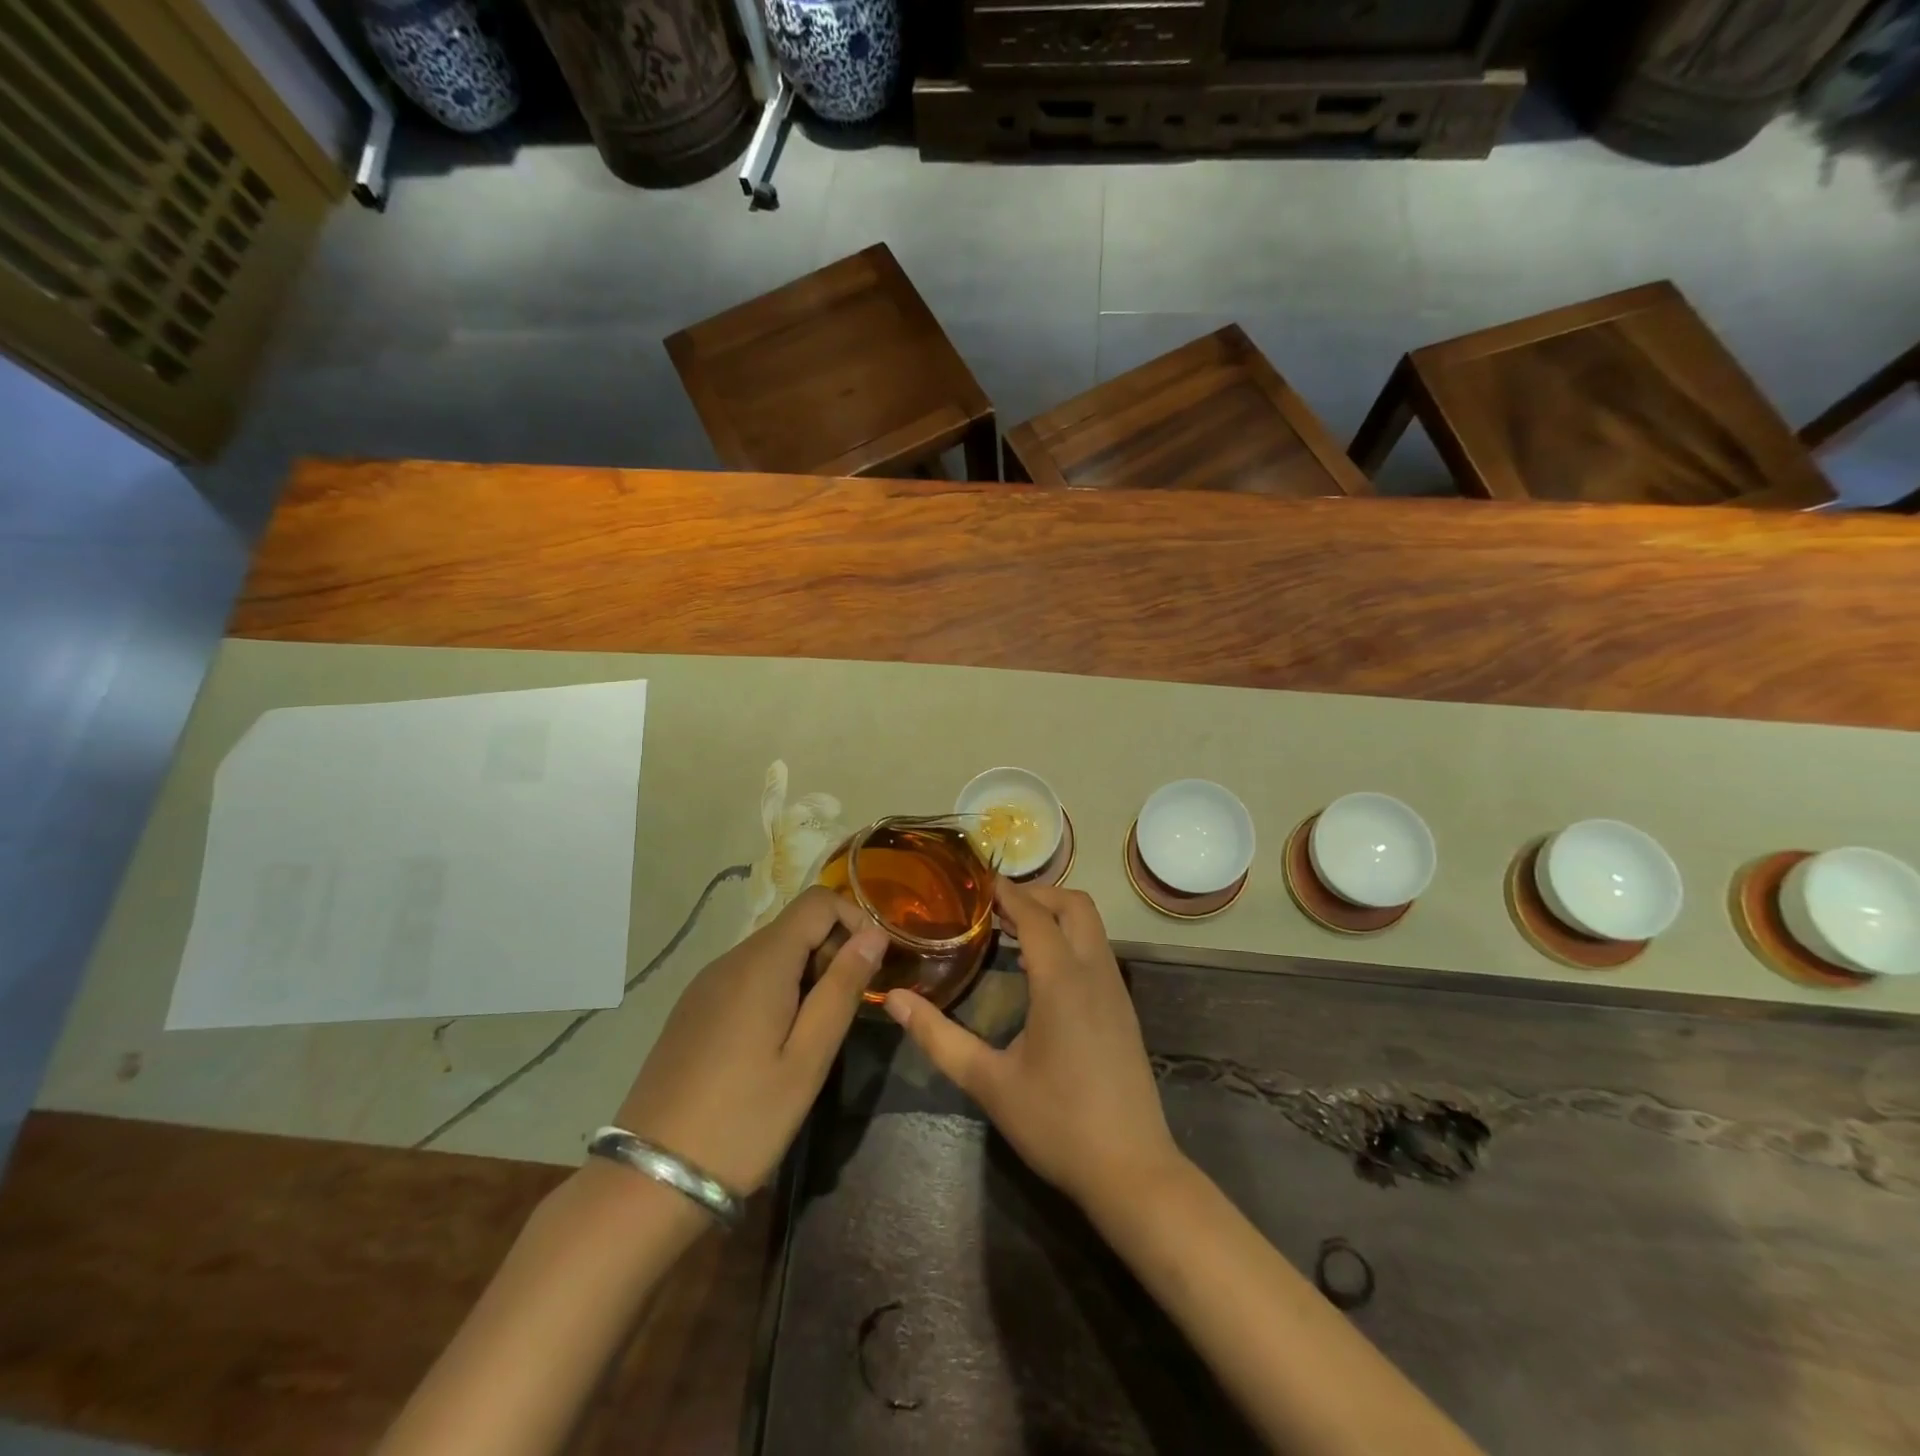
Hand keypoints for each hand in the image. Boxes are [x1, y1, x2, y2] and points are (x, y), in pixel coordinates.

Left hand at [614, 886, 887, 1194]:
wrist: (651, 1179)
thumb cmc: (744, 1119)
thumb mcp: (808, 1058)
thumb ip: (842, 988)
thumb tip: (874, 934)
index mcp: (761, 963)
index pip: (818, 901)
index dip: (855, 919)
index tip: (872, 967)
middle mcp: (730, 959)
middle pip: (795, 925)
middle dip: (833, 952)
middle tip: (845, 1011)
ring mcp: (705, 984)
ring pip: (772, 952)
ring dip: (806, 974)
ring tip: (814, 1034)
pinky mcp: (693, 1009)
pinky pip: (747, 977)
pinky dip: (776, 989)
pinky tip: (775, 1044)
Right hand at [883, 879, 1184, 1212]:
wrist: (1133, 1172)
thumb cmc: (1057, 1124)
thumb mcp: (989, 1082)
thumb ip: (939, 1037)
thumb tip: (896, 1000)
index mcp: (1062, 981)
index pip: (1035, 915)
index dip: (1008, 893)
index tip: (978, 882)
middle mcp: (1095, 973)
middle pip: (1076, 906)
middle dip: (1038, 895)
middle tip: (996, 907)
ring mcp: (1116, 991)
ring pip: (1092, 927)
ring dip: (1056, 916)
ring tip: (1012, 932)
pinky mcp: (1124, 1011)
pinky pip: (1097, 952)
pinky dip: (1070, 939)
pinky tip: (1041, 971)